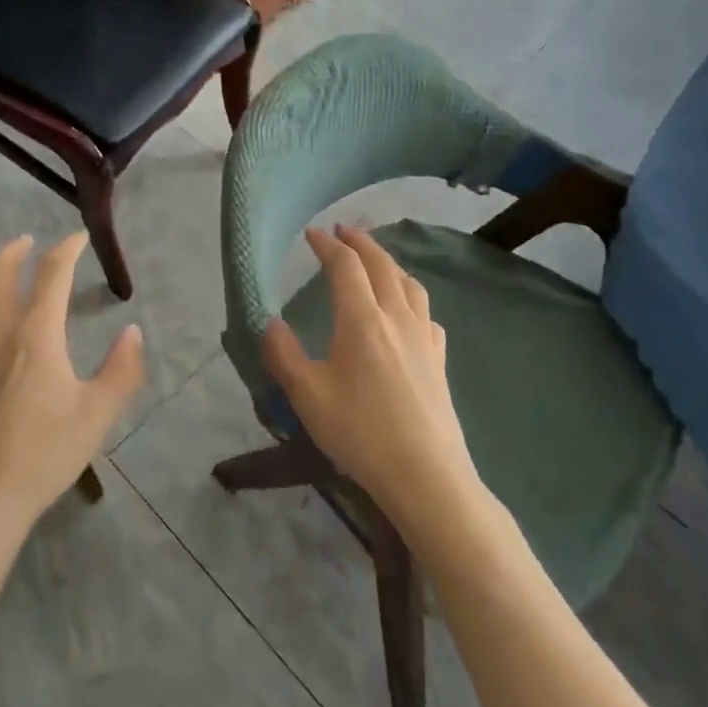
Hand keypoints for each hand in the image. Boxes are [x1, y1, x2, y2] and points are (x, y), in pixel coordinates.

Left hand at [0, 234, 143, 541]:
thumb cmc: (43, 455)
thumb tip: (132, 331)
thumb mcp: (98, 415)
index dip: (67, 248)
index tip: (77, 237)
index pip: (52, 273)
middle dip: (16, 249)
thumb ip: (122, 369)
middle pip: (1, 270)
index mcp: (36, 333)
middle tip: (28, 241)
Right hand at [263, 225, 479, 528]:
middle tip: (343, 230)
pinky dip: (410, 294)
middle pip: (381, 264)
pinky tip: (407, 309)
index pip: (345, 266)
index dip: (327, 245)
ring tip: (374, 259)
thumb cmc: (360, 433)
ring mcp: (423, 337)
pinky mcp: (438, 359)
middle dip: (360, 242)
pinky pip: (425, 311)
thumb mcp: (307, 396)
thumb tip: (269, 322)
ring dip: (388, 261)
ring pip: (408, 283)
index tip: (312, 234)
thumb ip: (284, 354)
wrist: (427, 476)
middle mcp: (396, 317)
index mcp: (362, 319)